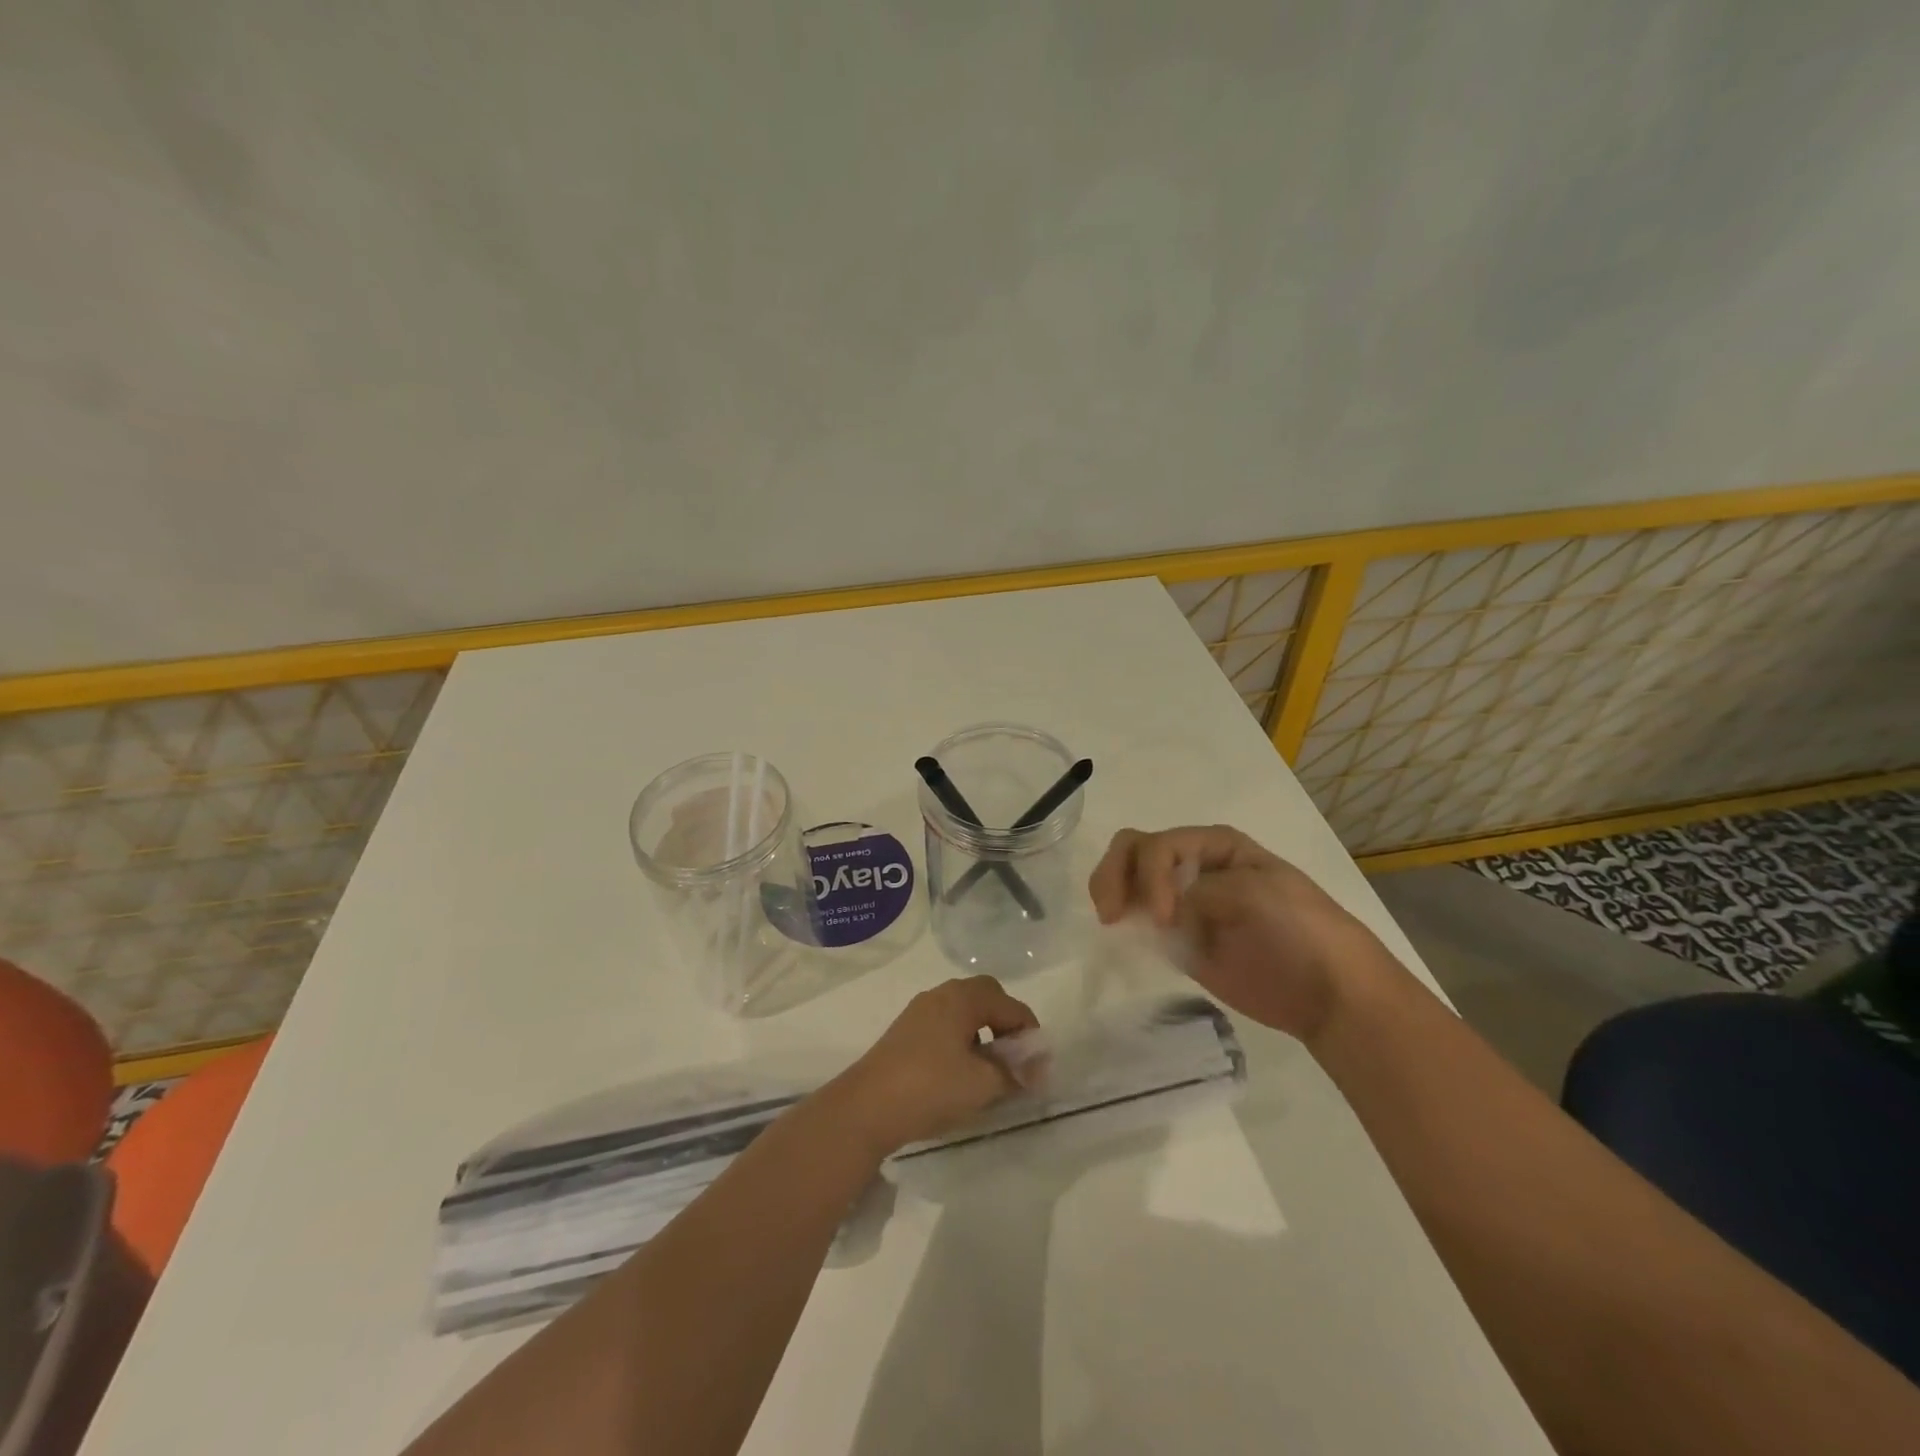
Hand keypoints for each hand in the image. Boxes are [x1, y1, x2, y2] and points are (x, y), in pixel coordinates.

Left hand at [826, 976, 1039, 1155]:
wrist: (866, 1107)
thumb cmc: (931, 1087)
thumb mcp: (983, 1084)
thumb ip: (1015, 1073)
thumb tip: (1036, 1069)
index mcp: (963, 998)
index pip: (1011, 1005)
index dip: (1030, 1035)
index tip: (1039, 1069)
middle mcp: (941, 995)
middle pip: (986, 997)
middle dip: (1006, 1024)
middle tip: (1016, 1058)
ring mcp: (919, 1012)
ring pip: (964, 1011)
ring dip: (984, 1033)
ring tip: (990, 1070)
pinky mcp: (905, 1032)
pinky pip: (945, 1025)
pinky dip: (962, 1040)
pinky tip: (961, 1073)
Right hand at [1088, 825, 1387, 1042]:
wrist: (1328, 992)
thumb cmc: (1300, 930)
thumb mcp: (1255, 893)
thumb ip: (1199, 892)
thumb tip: (1160, 912)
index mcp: (1213, 845)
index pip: (1157, 845)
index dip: (1150, 876)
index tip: (1165, 918)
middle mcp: (1191, 866)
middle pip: (1133, 853)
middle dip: (1114, 876)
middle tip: (1110, 914)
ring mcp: (1182, 904)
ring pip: (1129, 884)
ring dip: (1112, 895)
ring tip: (1112, 922)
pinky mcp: (1178, 941)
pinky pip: (1140, 925)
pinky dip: (1123, 927)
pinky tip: (1120, 938)